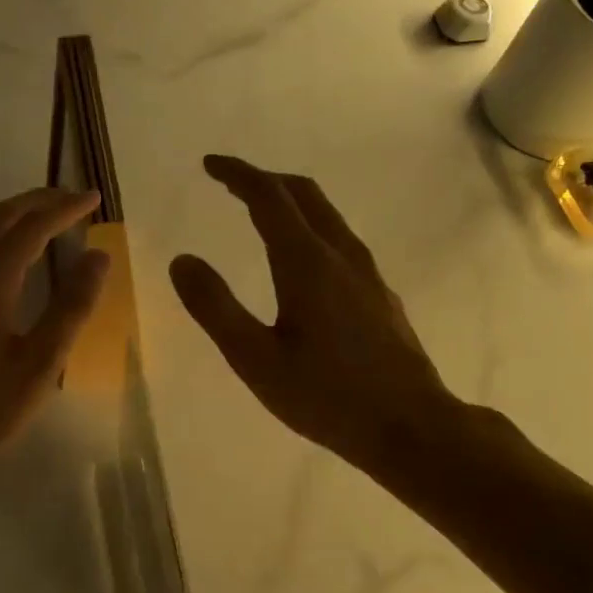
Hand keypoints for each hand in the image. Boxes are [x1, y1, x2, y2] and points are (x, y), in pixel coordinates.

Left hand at [0, 188, 108, 479]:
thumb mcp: (41, 361)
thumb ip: (71, 306)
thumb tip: (99, 256)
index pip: (30, 228)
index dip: (64, 209)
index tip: (94, 197)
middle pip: (0, 217)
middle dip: (39, 201)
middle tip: (76, 199)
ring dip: (20, 216)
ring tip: (56, 218)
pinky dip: (5, 238)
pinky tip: (24, 256)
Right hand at [169, 155, 467, 480]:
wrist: (410, 427)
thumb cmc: (326, 396)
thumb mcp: (255, 359)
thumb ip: (215, 307)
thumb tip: (182, 260)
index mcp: (306, 263)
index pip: (268, 197)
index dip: (238, 175)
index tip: (210, 165)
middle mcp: (340, 256)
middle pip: (304, 194)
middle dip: (265, 179)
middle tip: (232, 182)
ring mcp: (367, 274)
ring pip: (327, 216)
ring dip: (291, 201)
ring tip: (262, 212)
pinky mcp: (380, 295)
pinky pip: (340, 241)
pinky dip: (311, 227)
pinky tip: (303, 259)